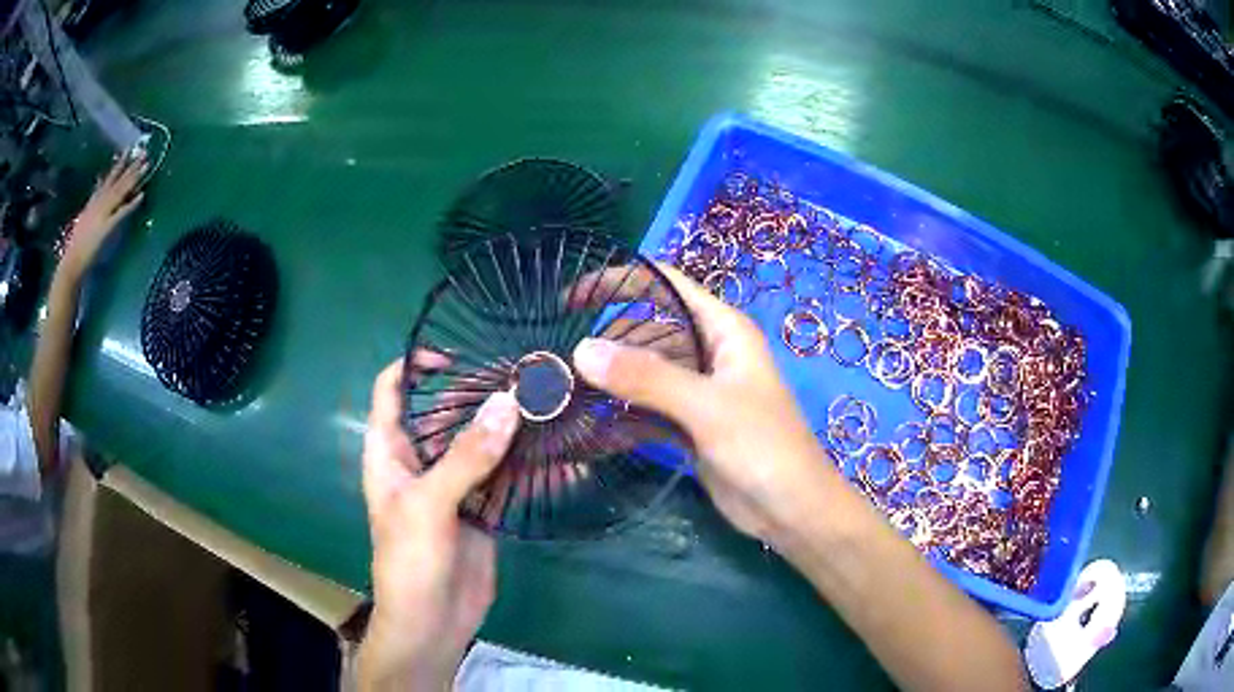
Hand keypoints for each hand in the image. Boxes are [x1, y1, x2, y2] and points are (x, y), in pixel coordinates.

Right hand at [60, 153, 146, 279]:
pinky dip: (131, 204)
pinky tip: (142, 196)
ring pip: (121, 191)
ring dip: (134, 178)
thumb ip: (91, 200)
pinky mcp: (106, 228)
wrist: (71, 263)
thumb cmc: (75, 246)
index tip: (128, 150)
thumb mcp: (83, 217)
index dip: (119, 164)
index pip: (108, 179)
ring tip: (147, 165)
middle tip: (145, 152)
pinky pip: (121, 213)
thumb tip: (98, 183)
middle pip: (117, 181)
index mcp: (93, 202)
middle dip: (131, 166)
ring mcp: (103, 214)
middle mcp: (98, 204)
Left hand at [358, 356, 519, 690]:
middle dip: (479, 393)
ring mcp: (455, 484)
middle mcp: (421, 460)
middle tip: (524, 377)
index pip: (392, 390)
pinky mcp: (482, 508)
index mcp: (390, 452)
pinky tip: (560, 457)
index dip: (414, 365)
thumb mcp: (429, 504)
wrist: (432, 623)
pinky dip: (529, 465)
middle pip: (446, 412)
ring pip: (481, 443)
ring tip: (549, 404)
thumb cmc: (410, 561)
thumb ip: (466, 456)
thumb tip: (508, 402)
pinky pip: (505, 477)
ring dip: (510, 427)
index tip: (455, 356)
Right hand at [571, 266, 838, 545]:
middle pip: (647, 330)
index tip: (571, 298)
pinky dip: (621, 417)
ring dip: (609, 383)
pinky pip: (646, 410)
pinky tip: (589, 430)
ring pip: (643, 373)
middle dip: (607, 342)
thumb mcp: (707, 407)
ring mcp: (697, 391)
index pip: (664, 285)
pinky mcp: (688, 425)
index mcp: (722, 329)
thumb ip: (647, 377)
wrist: (792, 510)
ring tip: (564, 395)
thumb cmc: (764, 447)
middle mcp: (708, 352)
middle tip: (560, 365)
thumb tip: (582, 350)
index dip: (619, 281)